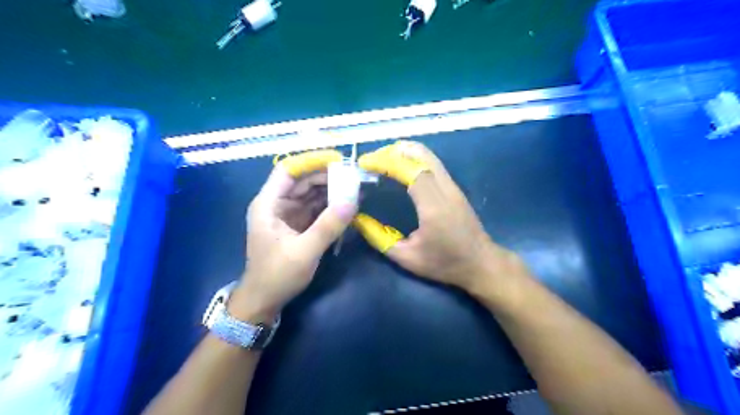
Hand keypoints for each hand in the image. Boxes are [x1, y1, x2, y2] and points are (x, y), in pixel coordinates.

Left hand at [232, 155, 357, 319]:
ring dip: (332, 191)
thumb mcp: (304, 251)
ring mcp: (288, 214)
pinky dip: (331, 206)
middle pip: (303, 180)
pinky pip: (316, 208)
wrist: (264, 301)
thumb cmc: (277, 275)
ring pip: (311, 193)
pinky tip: (348, 205)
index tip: (337, 160)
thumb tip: (353, 200)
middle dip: (327, 177)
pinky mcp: (298, 225)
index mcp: (268, 204)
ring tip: (355, 189)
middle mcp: (277, 204)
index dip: (311, 161)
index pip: (288, 170)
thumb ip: (328, 226)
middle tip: (354, 177)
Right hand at [361, 141, 525, 293]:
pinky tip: (399, 170)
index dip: (385, 161)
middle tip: (372, 161)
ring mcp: (452, 186)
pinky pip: (432, 164)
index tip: (365, 163)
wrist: (482, 264)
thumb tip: (357, 219)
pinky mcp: (454, 188)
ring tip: (381, 162)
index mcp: (433, 206)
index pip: (409, 170)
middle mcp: (445, 189)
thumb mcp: (407, 258)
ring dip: (403, 153)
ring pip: (428, 156)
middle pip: (420, 155)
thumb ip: (379, 238)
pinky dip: (412, 159)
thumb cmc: (445, 264)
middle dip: (393, 152)